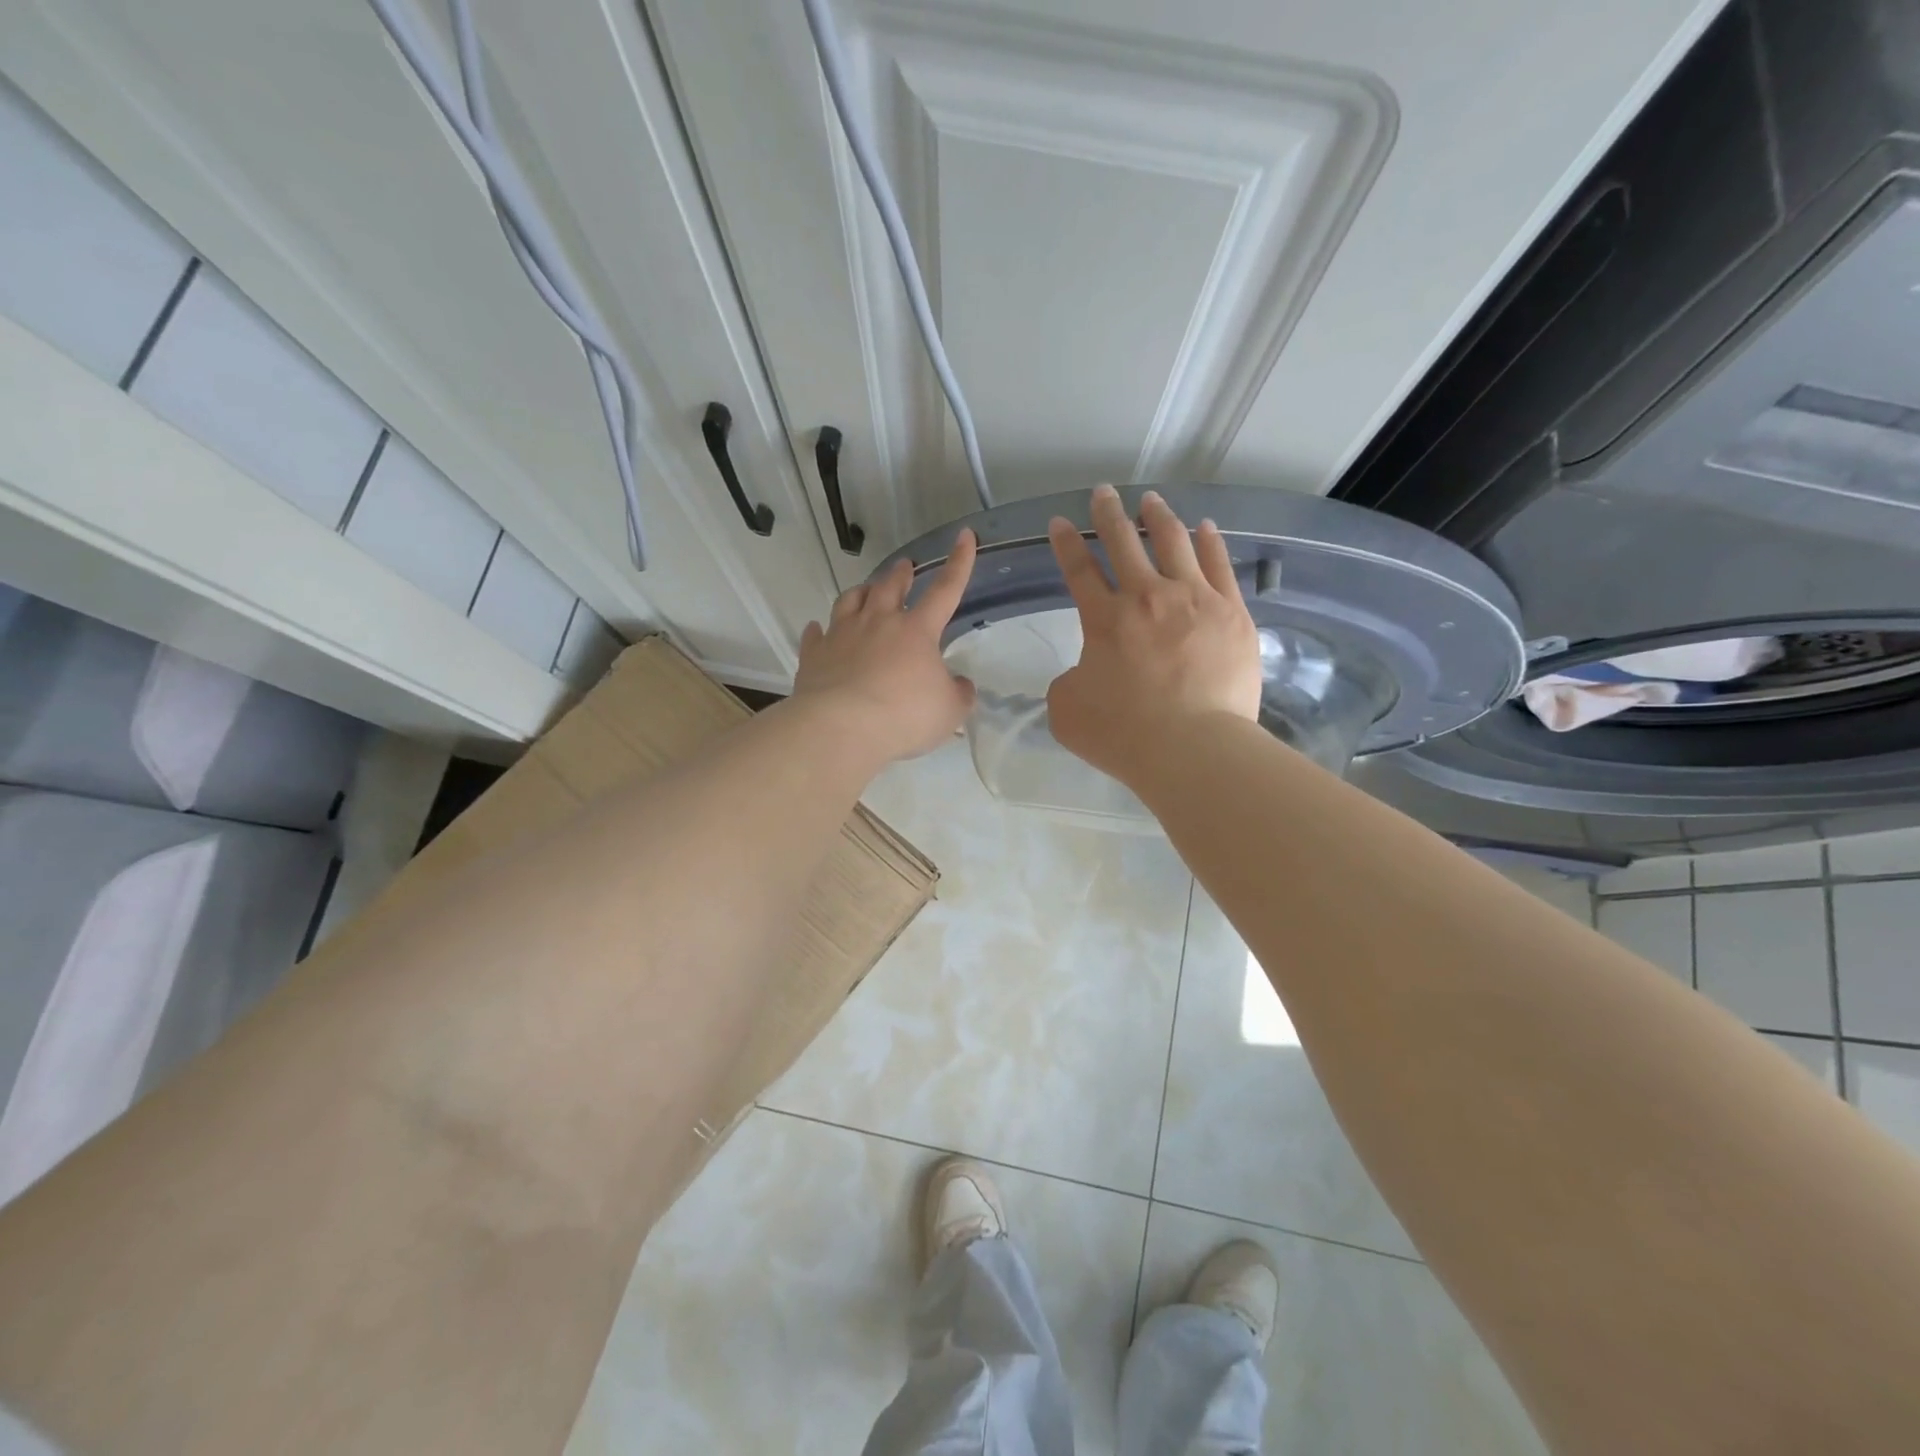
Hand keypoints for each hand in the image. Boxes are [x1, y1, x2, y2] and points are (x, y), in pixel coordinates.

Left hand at [793, 529, 978, 763]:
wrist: (841, 728)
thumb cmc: (904, 716)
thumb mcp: (949, 711)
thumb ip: (958, 694)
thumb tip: (960, 685)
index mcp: (916, 630)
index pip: (945, 589)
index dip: (959, 563)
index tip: (964, 536)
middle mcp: (877, 622)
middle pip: (889, 587)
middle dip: (900, 574)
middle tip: (904, 565)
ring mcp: (842, 635)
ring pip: (850, 601)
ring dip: (861, 591)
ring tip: (865, 589)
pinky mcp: (814, 655)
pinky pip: (816, 635)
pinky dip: (819, 630)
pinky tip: (818, 629)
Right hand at [1046, 485, 1261, 784]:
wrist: (1193, 748)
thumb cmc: (1124, 734)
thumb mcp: (1068, 712)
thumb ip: (1066, 683)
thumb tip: (1083, 673)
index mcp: (1104, 620)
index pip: (1079, 570)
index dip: (1065, 544)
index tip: (1059, 522)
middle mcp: (1147, 597)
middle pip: (1124, 543)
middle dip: (1108, 515)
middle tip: (1102, 493)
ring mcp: (1194, 600)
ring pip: (1173, 543)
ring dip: (1158, 518)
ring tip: (1151, 501)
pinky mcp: (1232, 613)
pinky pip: (1219, 565)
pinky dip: (1209, 542)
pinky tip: (1204, 527)